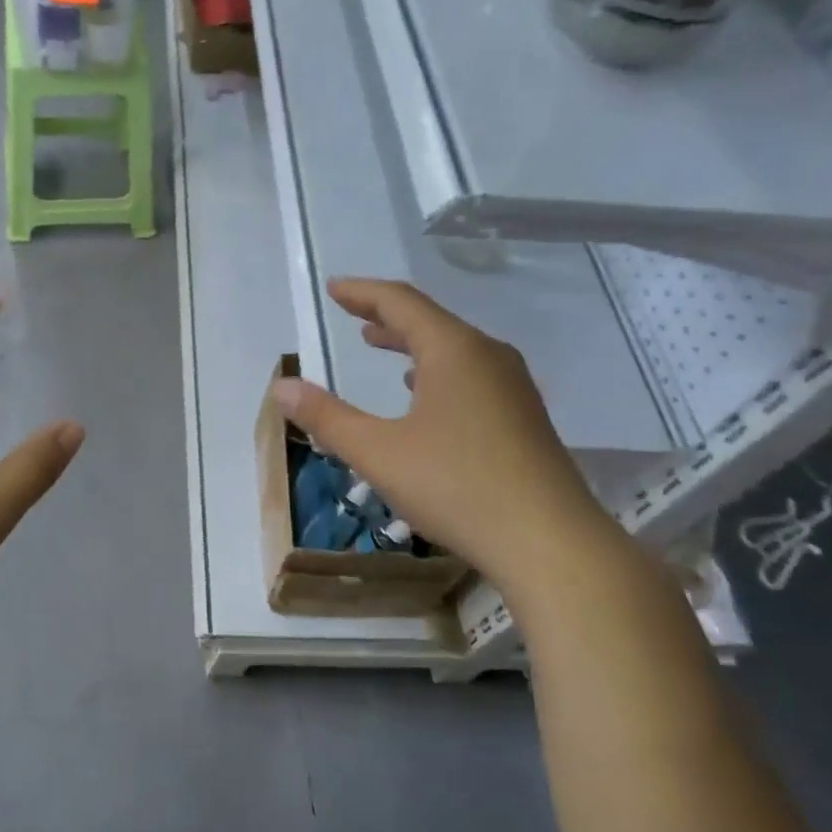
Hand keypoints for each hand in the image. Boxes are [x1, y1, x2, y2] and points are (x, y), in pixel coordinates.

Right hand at [270, 278, 615, 598]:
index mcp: (454, 351)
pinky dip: (435, 371)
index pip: (401, 303)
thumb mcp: (378, 452)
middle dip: (386, 316)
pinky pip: (470, 375)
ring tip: (380, 345)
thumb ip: (327, 418)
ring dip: (412, 344)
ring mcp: (512, 388)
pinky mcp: (523, 418)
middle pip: (431, 321)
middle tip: (352, 314)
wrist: (550, 542)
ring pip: (453, 349)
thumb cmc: (457, 486)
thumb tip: (281, 386)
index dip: (362, 293)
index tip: (333, 288)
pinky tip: (424, 396)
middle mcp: (488, 357)